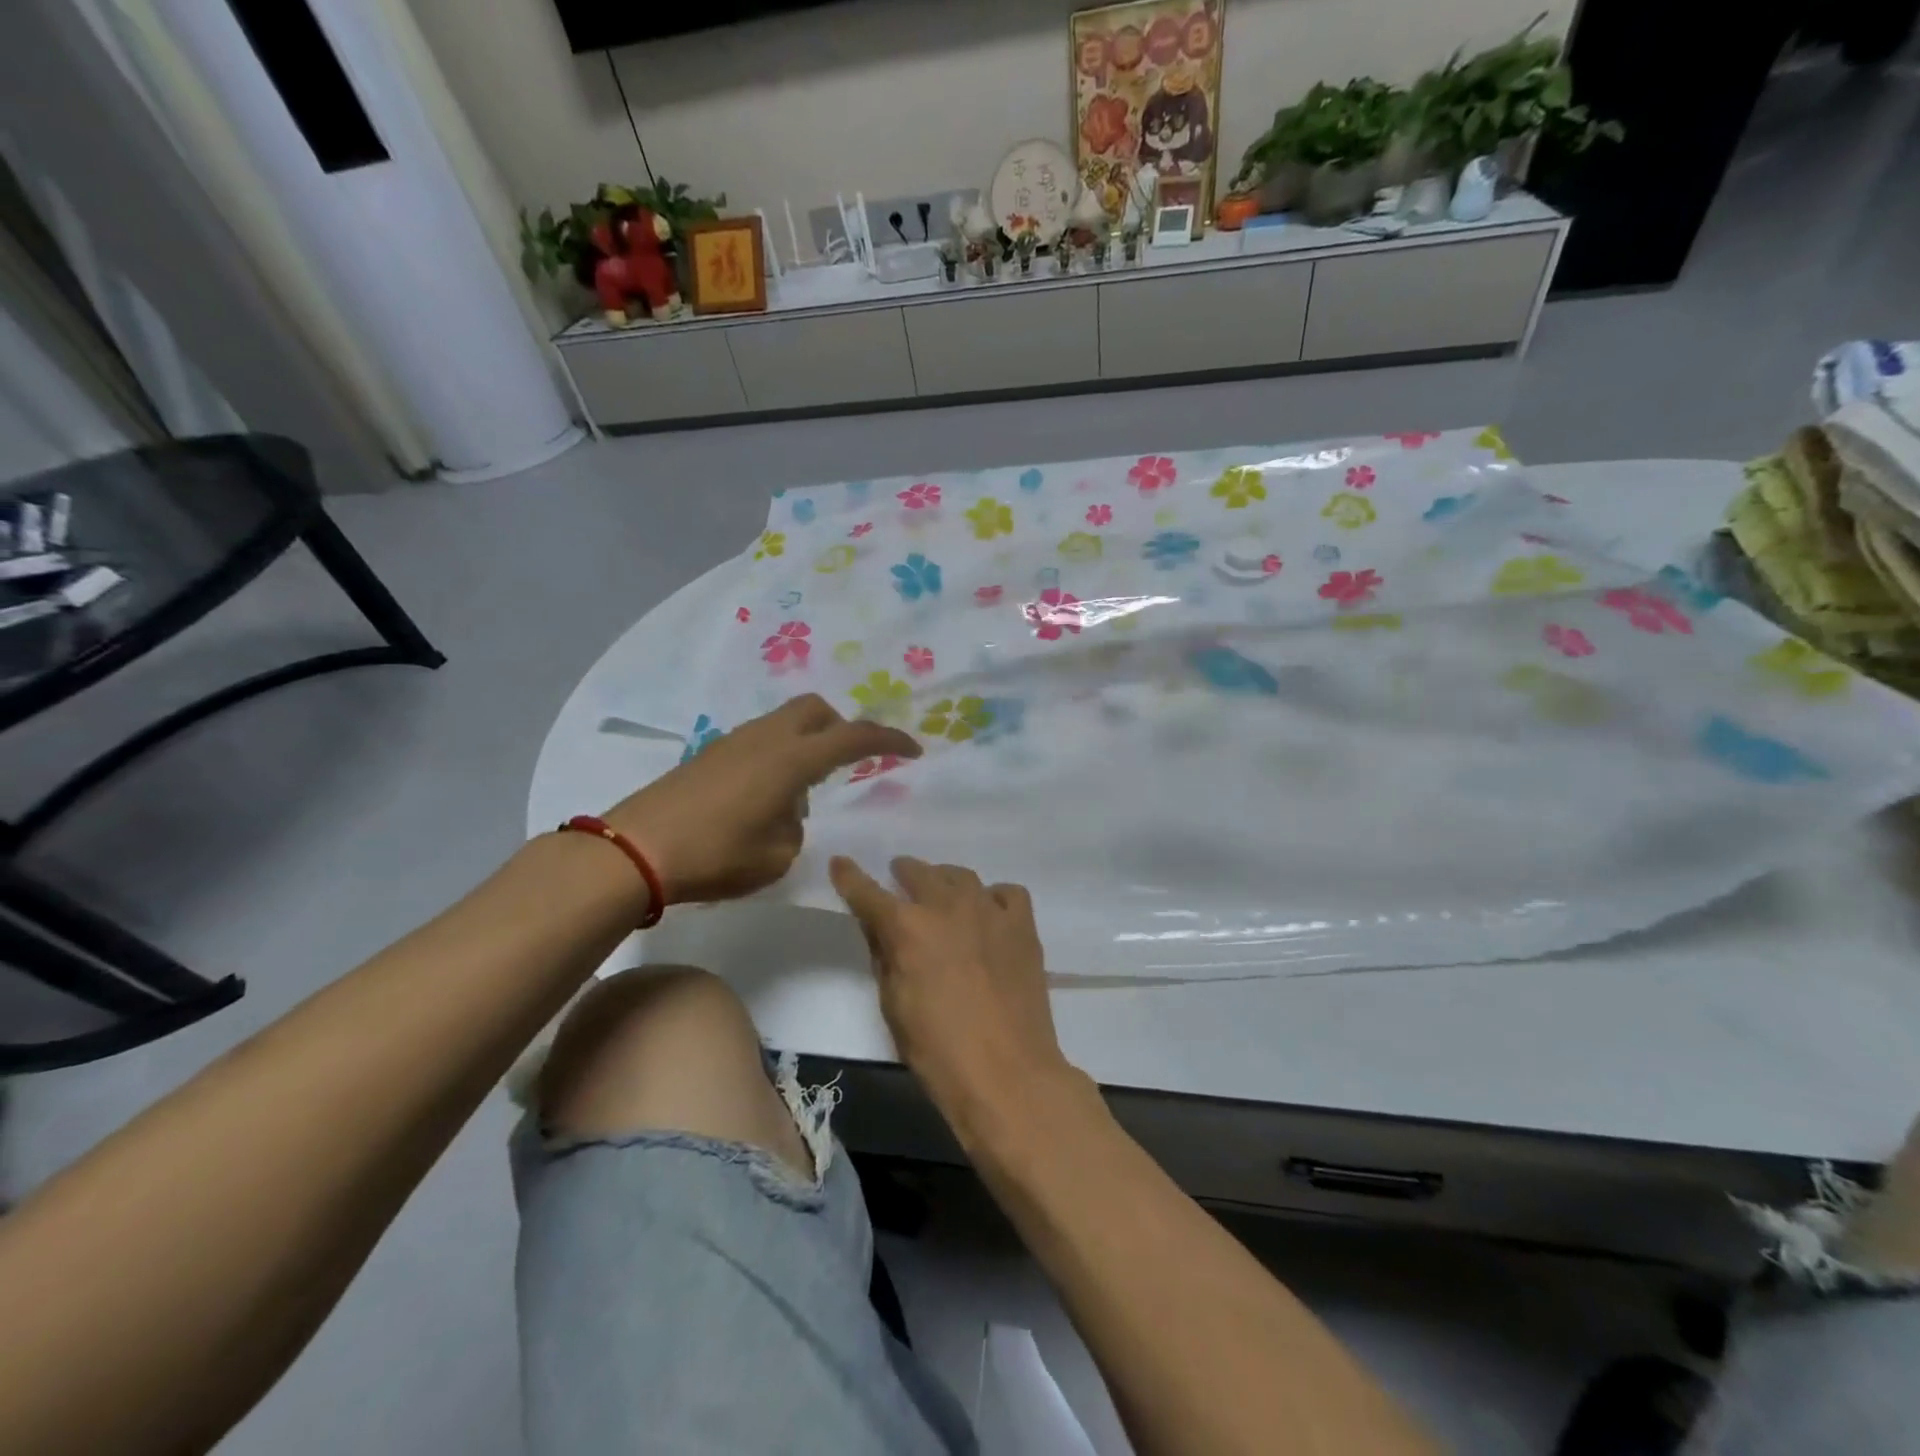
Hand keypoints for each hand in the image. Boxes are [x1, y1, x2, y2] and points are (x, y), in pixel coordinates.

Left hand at [605, 695, 918, 904]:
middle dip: (841, 728)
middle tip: (849, 763)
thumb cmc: (715, 856)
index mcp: (791, 759)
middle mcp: (766, 738)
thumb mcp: (776, 857)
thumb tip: (788, 810)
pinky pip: (760, 741)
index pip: (853, 738)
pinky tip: (765, 798)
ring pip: (785, 723)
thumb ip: (796, 827)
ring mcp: (733, 742)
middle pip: (816, 710)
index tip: (913, 749)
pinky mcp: (710, 754)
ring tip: (801, 795)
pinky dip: (778, 756)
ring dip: (806, 745)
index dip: (888, 741)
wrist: (634, 851)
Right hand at [829, 856, 1074, 1120]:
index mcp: (907, 928)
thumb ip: (884, 957)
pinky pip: (1006, 893)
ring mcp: (989, 911)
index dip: (850, 877)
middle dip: (903, 872)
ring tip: (941, 891)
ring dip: (944, 880)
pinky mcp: (1022, 925)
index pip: (868, 893)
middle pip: (919, 873)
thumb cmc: (938, 1051)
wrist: (1007, 1073)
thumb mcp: (893, 1006)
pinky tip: (988, 912)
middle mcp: (946, 906)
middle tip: (898, 877)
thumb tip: (880, 928)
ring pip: (962, 876)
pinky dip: (992, 897)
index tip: (840, 863)